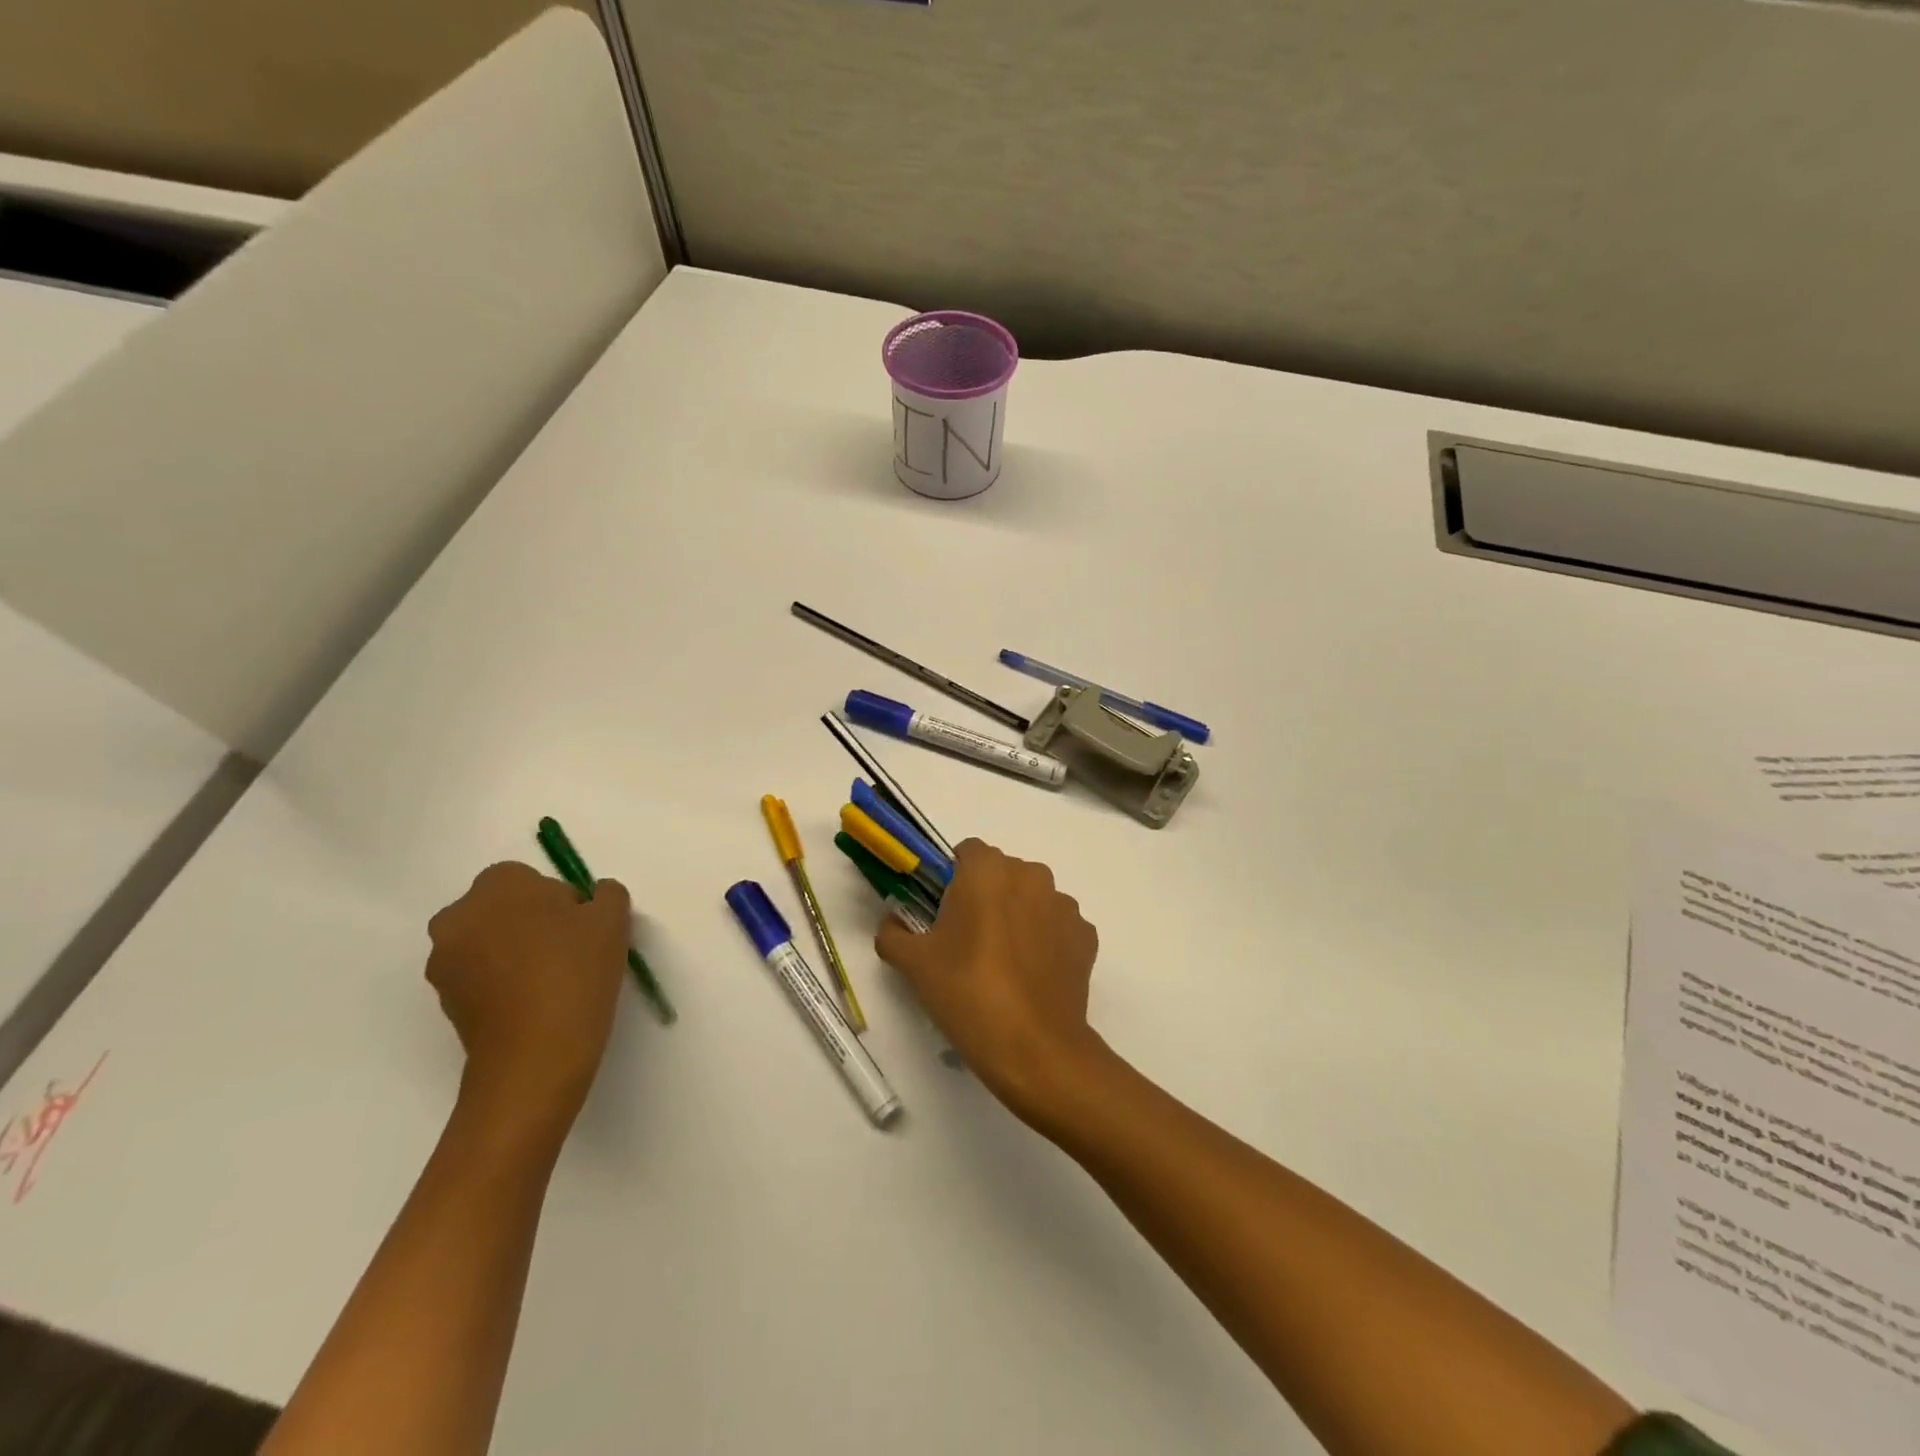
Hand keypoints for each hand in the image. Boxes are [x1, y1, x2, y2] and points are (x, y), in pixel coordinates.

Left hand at [426, 863, 630, 1132]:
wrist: (535, 1055)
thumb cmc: (575, 972)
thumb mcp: (612, 920)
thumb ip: (606, 895)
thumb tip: (591, 899)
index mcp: (497, 886)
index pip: (529, 878)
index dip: (560, 899)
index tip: (582, 927)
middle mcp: (459, 916)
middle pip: (503, 908)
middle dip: (531, 922)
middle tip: (569, 950)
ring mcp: (444, 961)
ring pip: (489, 942)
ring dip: (514, 952)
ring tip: (552, 981)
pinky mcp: (443, 1001)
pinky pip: (479, 976)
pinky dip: (501, 982)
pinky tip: (533, 1003)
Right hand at [875, 840, 1109, 1127]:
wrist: (1035, 1048)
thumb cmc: (968, 993)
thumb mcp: (914, 964)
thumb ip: (893, 933)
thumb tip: (892, 922)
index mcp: (987, 870)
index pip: (967, 852)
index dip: (952, 877)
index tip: (943, 911)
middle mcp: (1031, 875)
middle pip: (1001, 872)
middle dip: (985, 896)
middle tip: (967, 941)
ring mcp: (1064, 905)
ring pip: (1031, 898)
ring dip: (1017, 916)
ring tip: (1002, 964)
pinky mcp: (1085, 936)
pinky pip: (1057, 926)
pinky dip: (1045, 941)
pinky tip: (1031, 976)